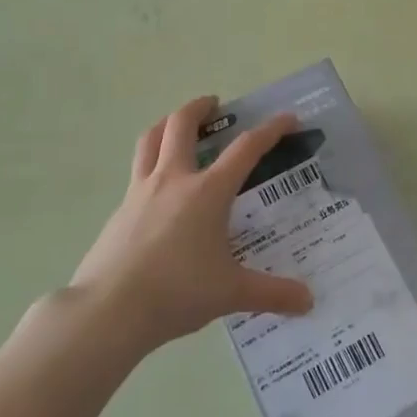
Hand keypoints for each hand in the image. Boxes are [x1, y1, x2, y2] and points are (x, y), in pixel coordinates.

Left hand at [70, 96, 314, 352]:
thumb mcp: (231, 293)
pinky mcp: (119, 211)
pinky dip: (150, 163)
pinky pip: (136, 172)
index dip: (270, 130)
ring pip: (149, 140)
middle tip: (215, 105)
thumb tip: (309, 302)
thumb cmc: (177, 292)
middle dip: (200, 107)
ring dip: (166, 124)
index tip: (288, 119)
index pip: (246, 148)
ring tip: (177, 126)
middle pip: (182, 125)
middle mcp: (173, 180)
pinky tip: (158, 187)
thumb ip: (272, 292)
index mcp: (207, 191)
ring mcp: (140, 192)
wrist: (108, 311)